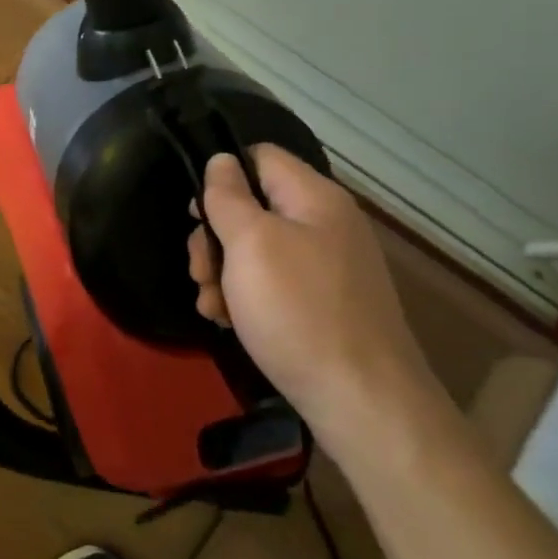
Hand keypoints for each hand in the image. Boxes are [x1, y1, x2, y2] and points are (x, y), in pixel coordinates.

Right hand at [188, 147, 440, 443]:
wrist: (362, 401)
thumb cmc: (298, 311)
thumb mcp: (250, 244)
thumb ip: (229, 197)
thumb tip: (222, 159)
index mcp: (314, 198)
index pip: (260, 156)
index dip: (222, 175)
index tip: (195, 214)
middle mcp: (325, 225)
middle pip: (253, 207)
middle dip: (215, 237)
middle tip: (199, 272)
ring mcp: (327, 267)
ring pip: (257, 250)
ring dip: (224, 273)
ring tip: (211, 306)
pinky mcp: (324, 304)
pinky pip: (275, 284)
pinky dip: (246, 298)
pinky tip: (230, 322)